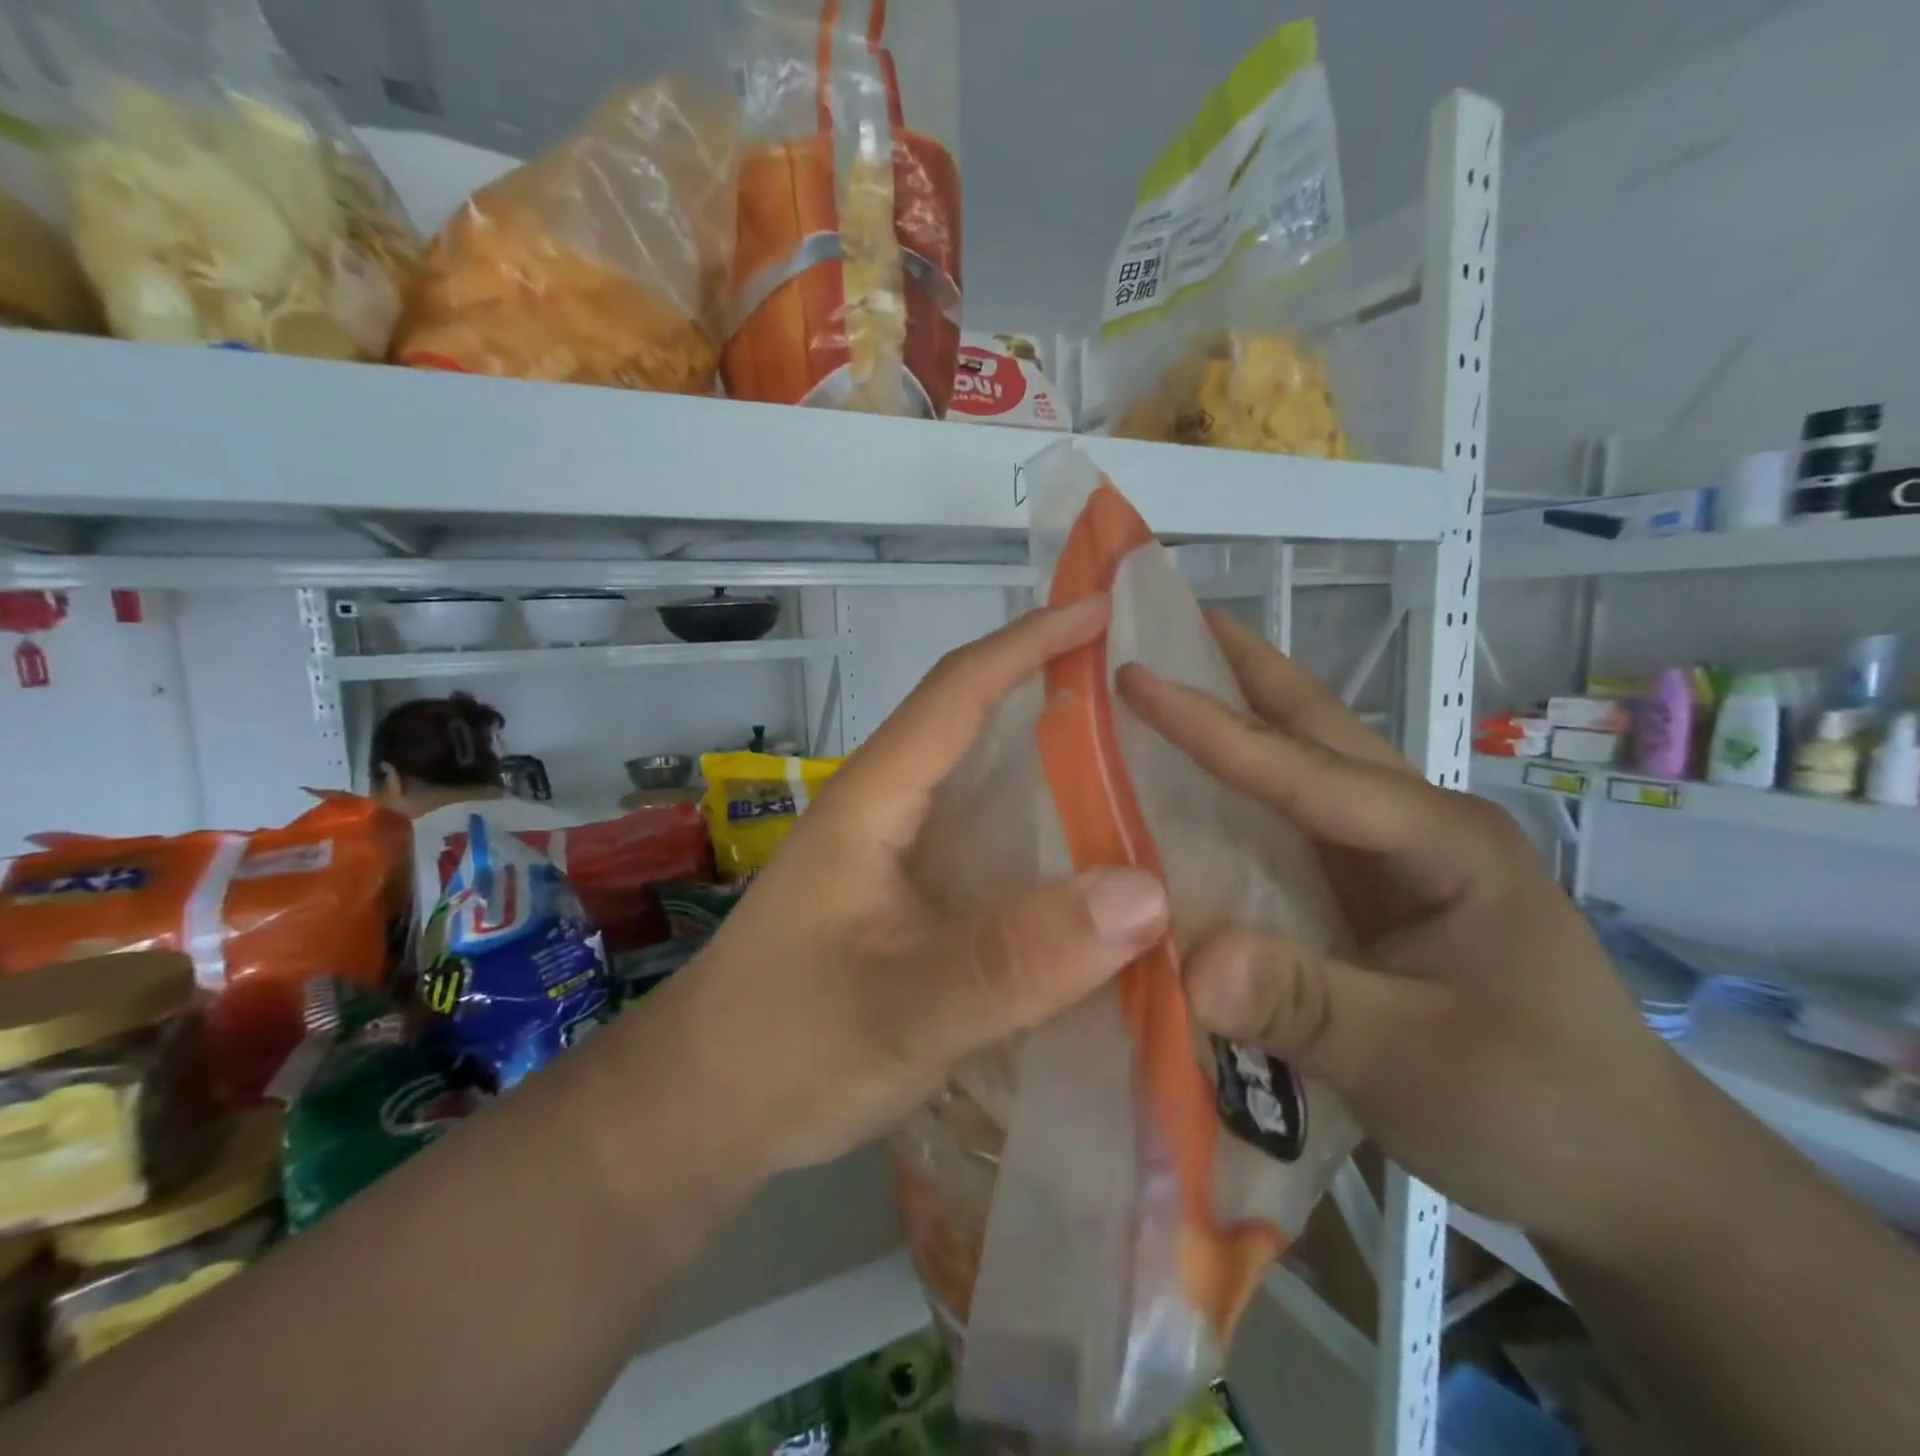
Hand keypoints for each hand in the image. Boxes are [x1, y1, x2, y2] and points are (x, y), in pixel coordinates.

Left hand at [664, 596, 1169, 1175]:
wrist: (701, 1111)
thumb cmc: (785, 1047)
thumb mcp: (903, 1005)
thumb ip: (1017, 956)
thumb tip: (1149, 892)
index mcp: (874, 802)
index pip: (957, 692)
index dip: (1030, 643)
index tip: (1103, 612)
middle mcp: (885, 814)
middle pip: (974, 730)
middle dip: (1052, 696)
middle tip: (1143, 697)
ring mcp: (892, 861)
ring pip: (983, 795)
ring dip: (1053, 774)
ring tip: (1139, 776)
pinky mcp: (901, 906)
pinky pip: (985, 854)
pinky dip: (1040, 845)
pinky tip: (1087, 875)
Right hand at [1117, 613, 1692, 1259]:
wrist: (1623, 1173)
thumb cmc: (1540, 1106)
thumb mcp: (1418, 1062)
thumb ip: (1304, 1005)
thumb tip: (1186, 960)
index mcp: (1439, 840)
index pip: (1305, 769)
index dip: (1214, 724)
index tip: (1135, 675)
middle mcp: (1413, 827)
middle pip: (1315, 729)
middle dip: (1241, 670)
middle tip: (1163, 621)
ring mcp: (1392, 859)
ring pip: (1300, 772)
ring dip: (1238, 722)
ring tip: (1162, 688)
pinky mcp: (1369, 897)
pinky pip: (1287, 830)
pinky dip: (1235, 798)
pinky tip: (1186, 800)